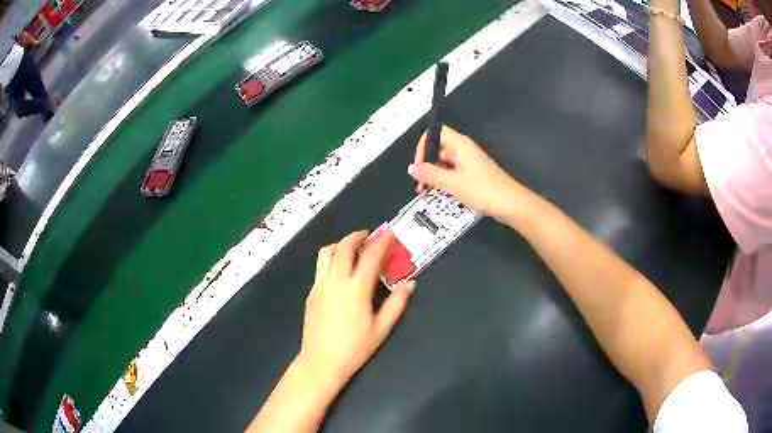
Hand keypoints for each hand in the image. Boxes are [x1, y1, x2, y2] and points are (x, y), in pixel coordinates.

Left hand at [297, 230, 414, 390]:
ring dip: (340, 244)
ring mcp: (320, 286)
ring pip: (326, 253)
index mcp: (356, 290)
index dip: (382, 242)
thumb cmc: (355, 348)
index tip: (389, 233)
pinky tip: (339, 270)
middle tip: (369, 236)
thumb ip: (397, 303)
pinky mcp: (311, 293)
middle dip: (357, 236)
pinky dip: (330, 259)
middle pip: (344, 247)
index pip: (370, 257)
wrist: (321, 362)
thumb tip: (410, 283)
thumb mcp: (381, 328)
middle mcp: (336, 281)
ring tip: (352, 249)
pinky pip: (320, 267)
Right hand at [409, 126, 519, 220]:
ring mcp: (469, 163)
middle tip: (419, 185)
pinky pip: (453, 173)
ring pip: (445, 163)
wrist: (510, 204)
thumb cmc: (482, 189)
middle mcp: (464, 150)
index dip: (423, 146)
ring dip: (433, 176)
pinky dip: (444, 181)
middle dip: (426, 165)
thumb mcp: (452, 182)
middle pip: (439, 149)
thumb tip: (411, 168)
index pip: (435, 134)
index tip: (418, 166)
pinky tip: (439, 194)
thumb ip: (430, 174)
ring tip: (426, 192)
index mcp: (460, 145)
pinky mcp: (473, 175)